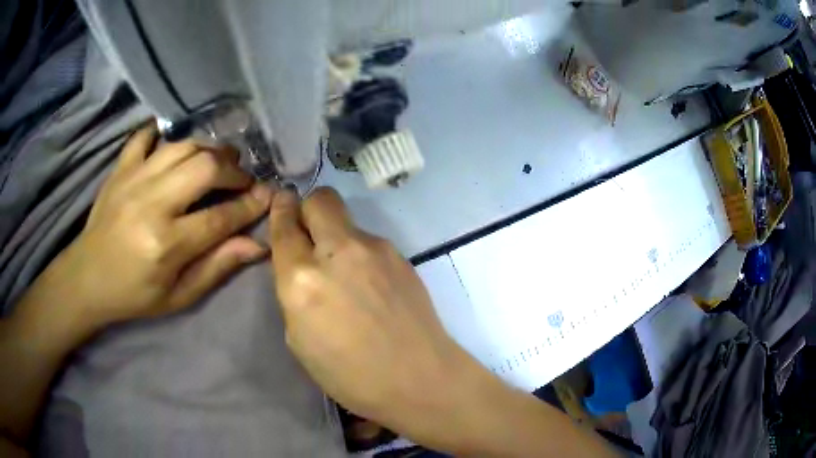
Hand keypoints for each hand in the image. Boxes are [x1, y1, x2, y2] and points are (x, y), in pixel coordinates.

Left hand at [25, 125, 271, 328]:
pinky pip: (144, 137)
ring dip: (207, 150)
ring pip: (182, 146)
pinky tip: (172, 147)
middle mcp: (151, 203)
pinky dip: (161, 135)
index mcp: (166, 244)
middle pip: (205, 167)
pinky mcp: (120, 169)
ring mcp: (133, 180)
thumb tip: (256, 245)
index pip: (220, 217)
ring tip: (217, 163)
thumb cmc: (134, 295)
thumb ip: (215, 268)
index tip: (268, 196)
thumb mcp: (178, 296)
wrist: (87, 279)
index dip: (250, 205)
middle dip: (233, 171)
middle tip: (241, 180)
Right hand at [268, 187, 493, 450]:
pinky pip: (370, 243)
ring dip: (337, 237)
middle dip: (309, 208)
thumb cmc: (350, 375)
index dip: (280, 211)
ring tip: (347, 275)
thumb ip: (294, 293)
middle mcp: (338, 253)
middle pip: (320, 200)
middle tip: (310, 234)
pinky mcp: (401, 256)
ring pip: (347, 221)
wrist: (419, 379)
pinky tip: (371, 286)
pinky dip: (361, 254)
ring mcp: (375, 250)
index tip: (282, 204)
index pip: (284, 226)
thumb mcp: (300, 340)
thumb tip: (298, 266)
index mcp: (302, 280)